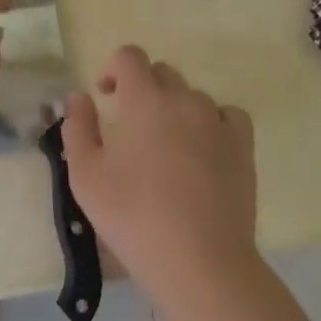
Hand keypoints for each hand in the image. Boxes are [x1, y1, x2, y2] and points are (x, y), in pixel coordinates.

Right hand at [61, 46, 257, 303]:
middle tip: (130, 127)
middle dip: (142, 89)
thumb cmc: (134, 217)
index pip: (130, 56)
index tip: (106, 97)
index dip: (114, 69)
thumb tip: (79, 97)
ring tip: (166, 148)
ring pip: (192, 96)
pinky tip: (203, 149)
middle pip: (161, 73)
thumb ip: (77, 128)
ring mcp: (217, 121)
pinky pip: (227, 115)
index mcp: (143, 98)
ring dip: (174, 109)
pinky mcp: (242, 146)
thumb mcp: (85, 176)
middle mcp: (183, 98)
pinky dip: (212, 122)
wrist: (201, 263)